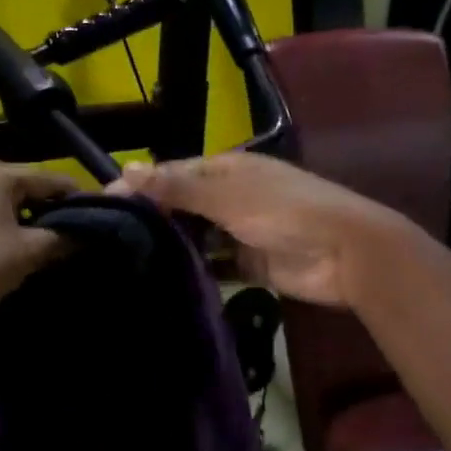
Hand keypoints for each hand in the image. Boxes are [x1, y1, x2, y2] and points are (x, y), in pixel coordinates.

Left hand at [0, 160, 78, 337]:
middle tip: (77, 235)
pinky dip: (7, 230)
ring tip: (54, 246)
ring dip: (30, 223)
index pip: (51, 179)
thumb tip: (90, 233)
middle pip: (28, 189)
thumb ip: (64, 237)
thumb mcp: (30, 252)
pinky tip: (22, 252)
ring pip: (8, 205)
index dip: (78, 198)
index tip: (101, 218)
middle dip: (53, 211)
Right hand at [117, 153, 426, 307]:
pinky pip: (215, 265)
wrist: (348, 255)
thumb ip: (178, 186)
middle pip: (183, 205)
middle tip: (109, 239)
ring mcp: (240, 231)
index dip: (141, 186)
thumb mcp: (228, 195)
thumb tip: (126, 170)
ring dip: (172, 245)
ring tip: (126, 262)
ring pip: (196, 237)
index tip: (103, 204)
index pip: (174, 173)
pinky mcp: (250, 264)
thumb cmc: (286, 212)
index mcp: (227, 169)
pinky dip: (196, 270)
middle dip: (153, 218)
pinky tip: (164, 280)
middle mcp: (230, 197)